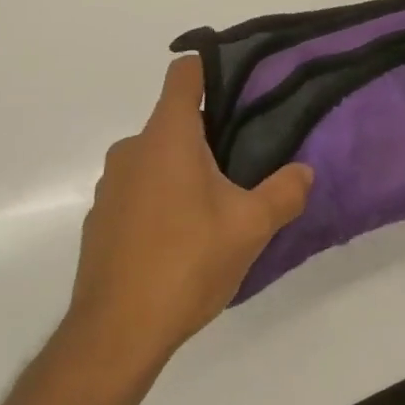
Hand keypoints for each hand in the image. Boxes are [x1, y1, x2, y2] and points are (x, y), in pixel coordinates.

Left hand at [63, 56, 312, 367]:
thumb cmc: (186, 263)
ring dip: (184, 170)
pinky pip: (139, 191)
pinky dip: (161, 200)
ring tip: (217, 205)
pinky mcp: (101, 220)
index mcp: (167, 136)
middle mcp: (132, 149)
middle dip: (209, 133)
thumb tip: (304, 171)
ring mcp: (111, 185)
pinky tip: (182, 240)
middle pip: (174, 120)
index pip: (184, 73)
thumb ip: (284, 192)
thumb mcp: (250, 228)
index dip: (212, 69)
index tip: (240, 85)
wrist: (115, 336)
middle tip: (244, 160)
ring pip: (156, 158)